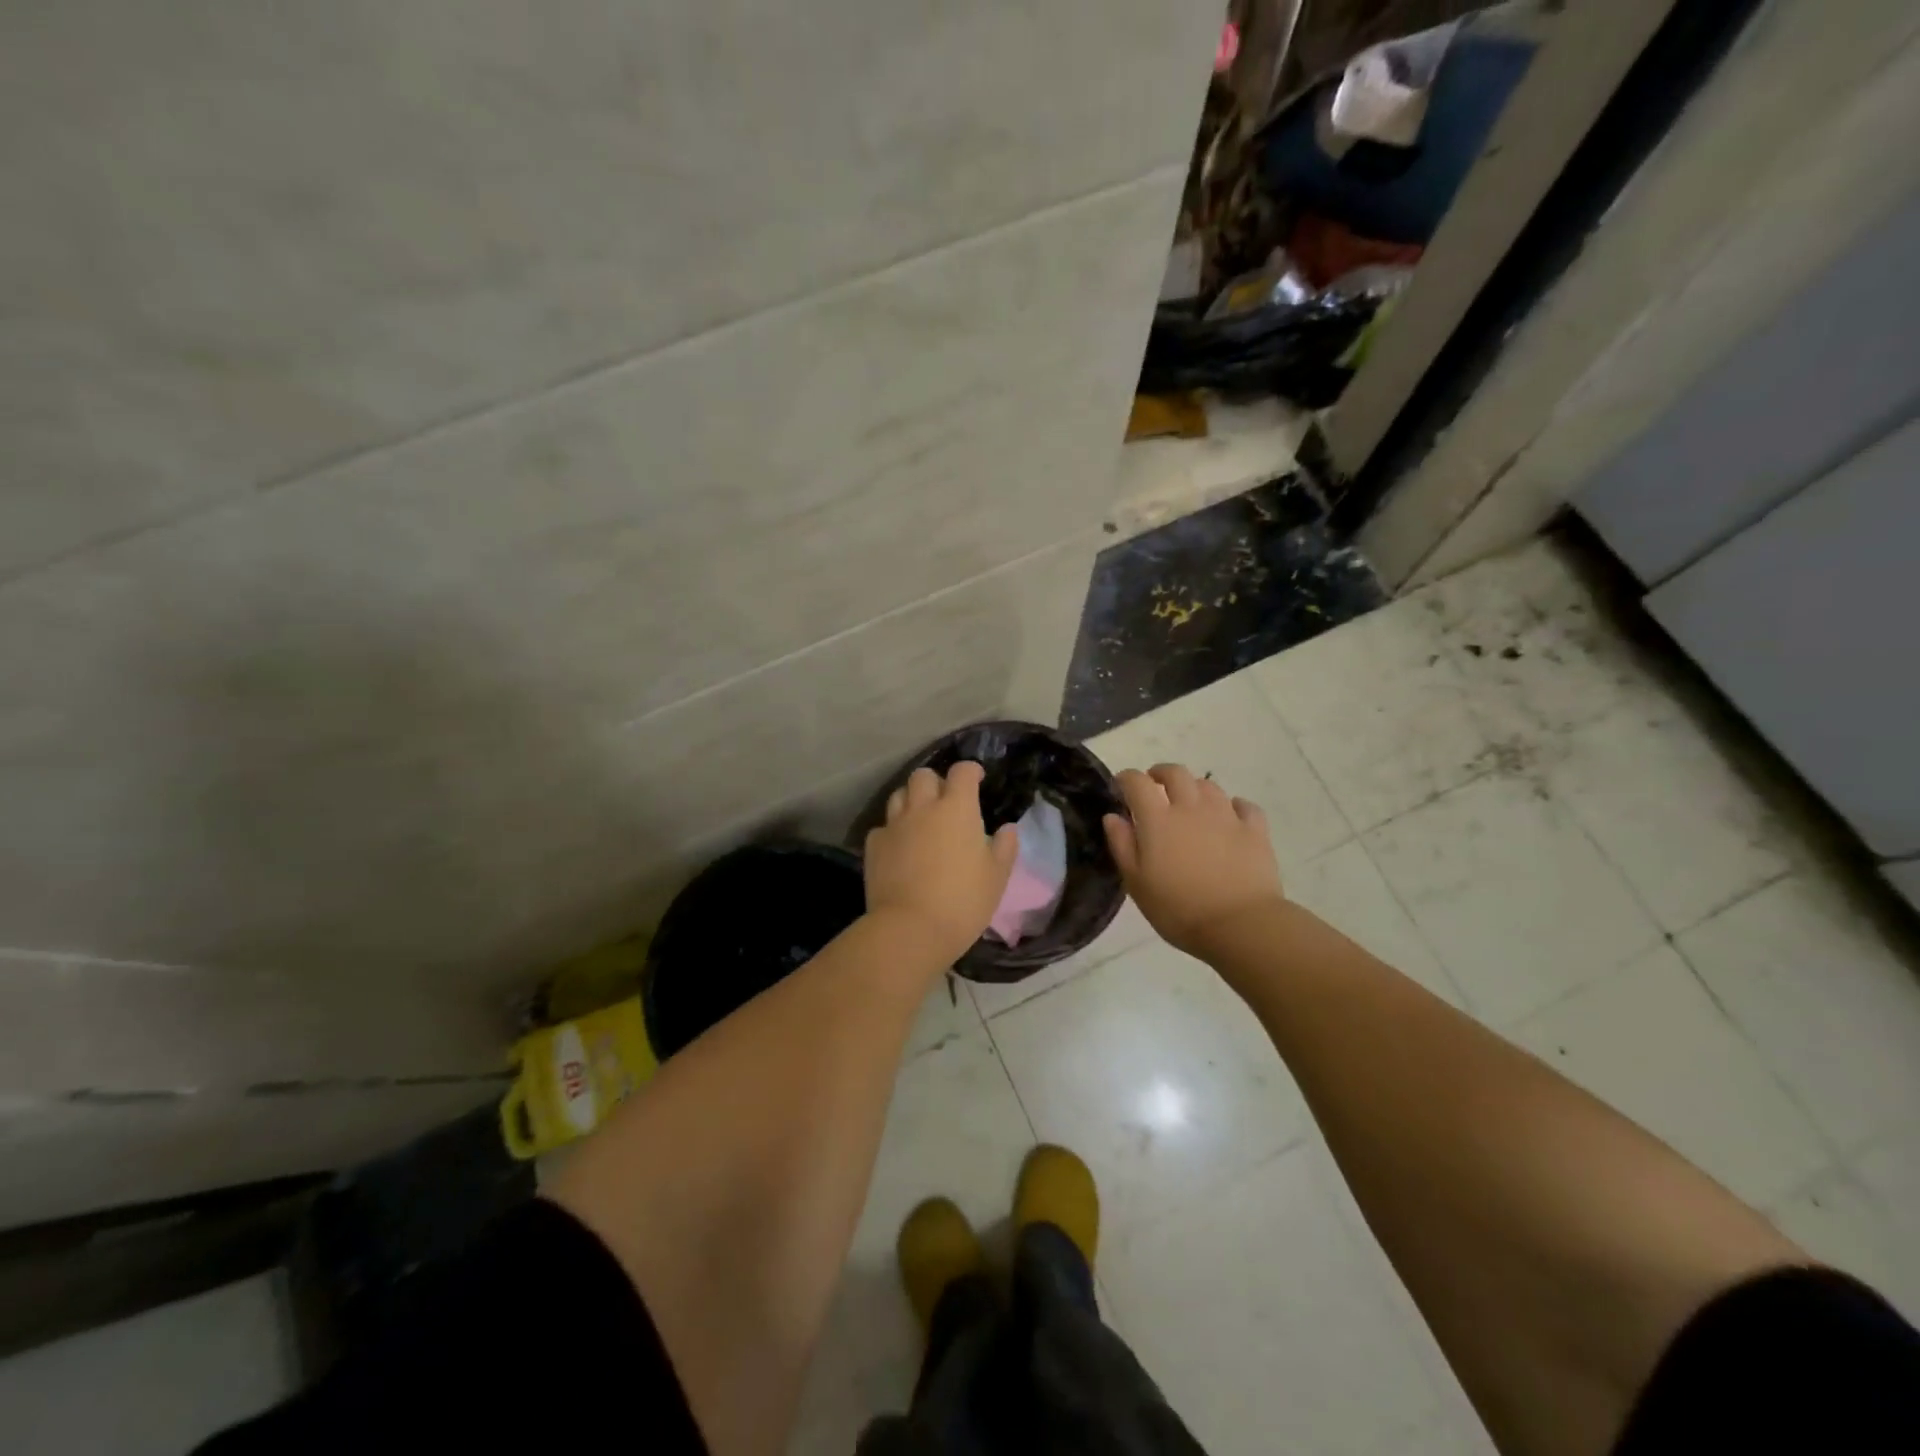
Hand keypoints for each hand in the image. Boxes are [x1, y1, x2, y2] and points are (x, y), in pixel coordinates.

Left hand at [864, 762, 1019, 967]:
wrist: (910, 929)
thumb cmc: (963, 901)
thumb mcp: (996, 877)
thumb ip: (1004, 848)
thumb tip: (1008, 828)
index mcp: (957, 809)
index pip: (962, 772)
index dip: (970, 771)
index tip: (976, 779)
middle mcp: (922, 807)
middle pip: (923, 775)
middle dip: (935, 781)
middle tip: (945, 801)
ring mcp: (894, 825)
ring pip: (899, 795)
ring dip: (911, 800)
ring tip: (921, 819)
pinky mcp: (874, 846)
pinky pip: (883, 826)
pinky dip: (893, 830)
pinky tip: (900, 847)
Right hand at [1103, 763, 1284, 959]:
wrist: (1240, 925)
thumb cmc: (1179, 909)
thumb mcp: (1137, 883)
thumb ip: (1121, 845)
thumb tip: (1113, 816)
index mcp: (1158, 819)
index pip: (1137, 782)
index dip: (1126, 779)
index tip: (1120, 787)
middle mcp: (1191, 807)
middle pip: (1176, 773)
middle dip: (1161, 774)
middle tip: (1155, 787)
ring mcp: (1226, 816)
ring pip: (1209, 786)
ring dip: (1194, 789)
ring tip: (1190, 804)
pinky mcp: (1255, 830)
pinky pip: (1244, 806)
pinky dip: (1233, 806)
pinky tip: (1230, 817)